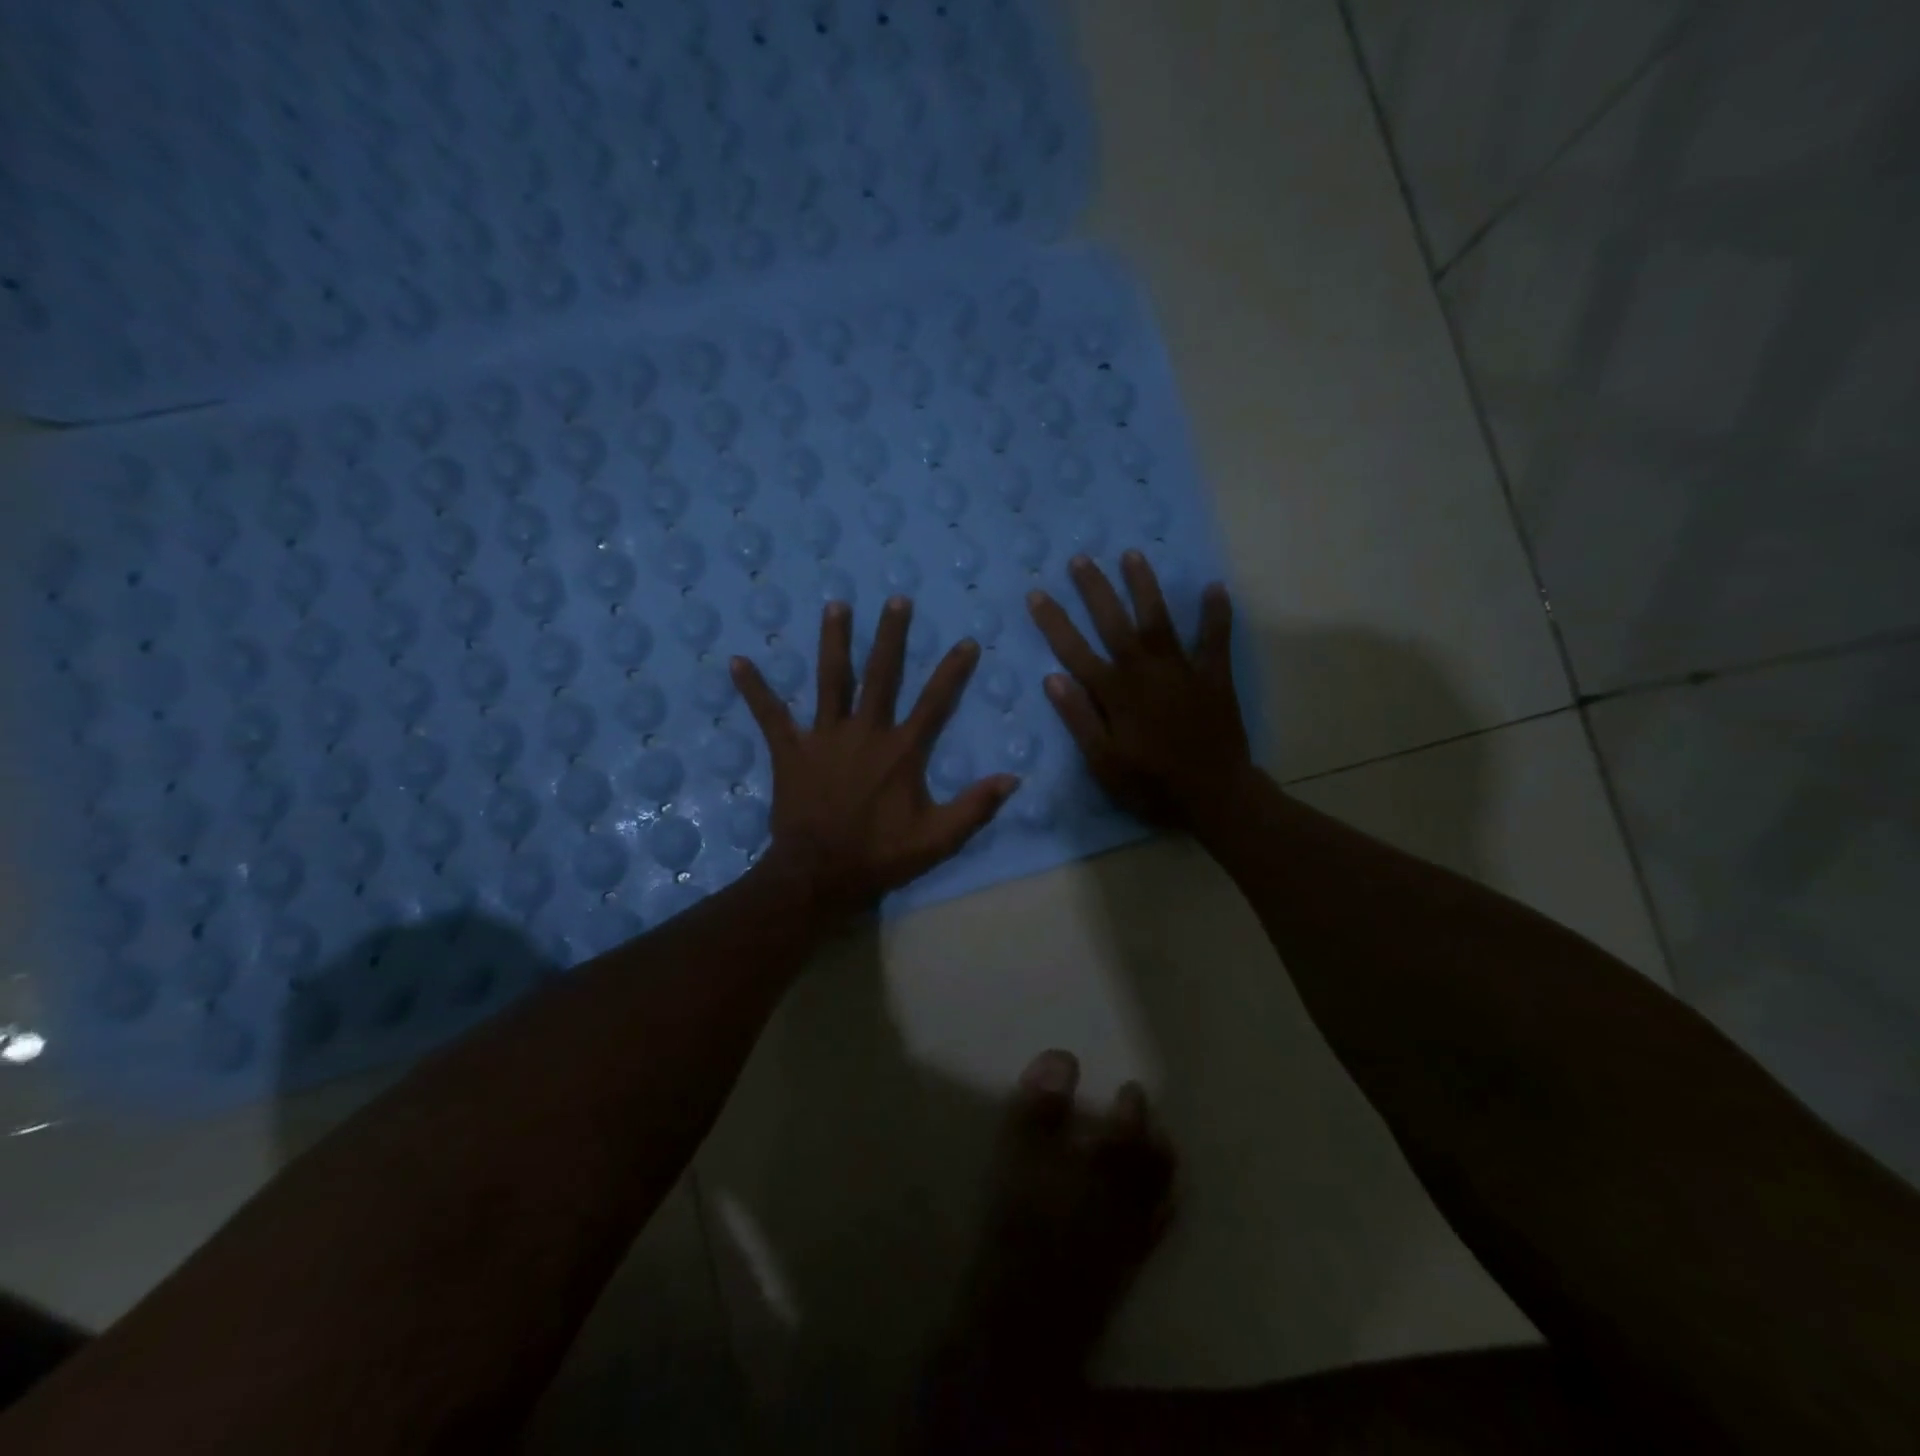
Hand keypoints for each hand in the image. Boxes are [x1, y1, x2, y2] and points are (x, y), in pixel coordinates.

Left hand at [732, 597, 1018, 917]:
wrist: (819, 874)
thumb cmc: (881, 856)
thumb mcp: (938, 838)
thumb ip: (975, 806)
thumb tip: (1012, 777)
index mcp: (902, 750)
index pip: (935, 701)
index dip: (952, 671)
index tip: (966, 641)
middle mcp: (865, 732)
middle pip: (882, 675)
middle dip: (891, 636)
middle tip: (896, 599)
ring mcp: (824, 737)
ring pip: (832, 680)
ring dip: (834, 642)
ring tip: (835, 605)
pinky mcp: (791, 751)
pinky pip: (770, 716)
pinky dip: (754, 690)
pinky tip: (738, 662)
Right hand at [1027, 551, 1248, 826]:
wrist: (1214, 796)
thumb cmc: (1151, 784)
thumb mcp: (1103, 762)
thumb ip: (1079, 718)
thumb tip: (1052, 678)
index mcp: (1115, 692)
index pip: (1075, 650)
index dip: (1054, 622)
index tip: (1036, 594)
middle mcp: (1145, 671)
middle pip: (1114, 623)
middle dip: (1095, 590)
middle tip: (1080, 558)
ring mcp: (1182, 670)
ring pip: (1159, 619)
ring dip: (1144, 587)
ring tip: (1132, 555)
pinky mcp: (1214, 676)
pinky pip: (1216, 639)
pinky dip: (1216, 614)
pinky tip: (1214, 587)